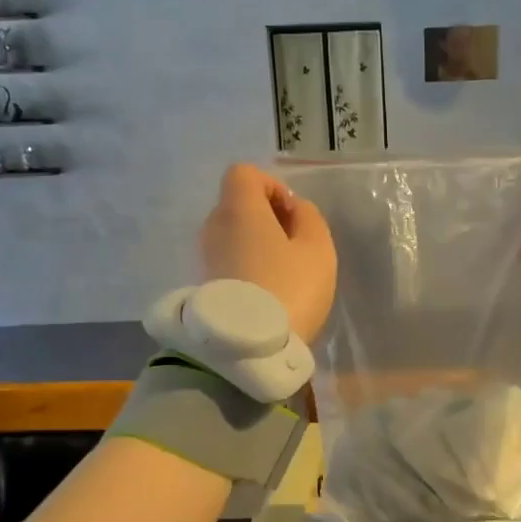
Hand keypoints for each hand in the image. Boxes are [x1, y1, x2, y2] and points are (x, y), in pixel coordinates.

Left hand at [201, 164, 336, 341]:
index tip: (293, 215)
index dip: (272, 186)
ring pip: (232, 234)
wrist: (248, 347)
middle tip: (294, 246)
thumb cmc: (289, 288)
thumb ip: (310, 218)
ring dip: (256, 243)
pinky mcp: (202, 284)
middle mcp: (213, 225)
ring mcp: (204, 257)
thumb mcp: (318, 249)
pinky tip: (267, 290)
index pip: (244, 173)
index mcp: (239, 208)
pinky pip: (227, 260)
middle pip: (237, 204)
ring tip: (283, 272)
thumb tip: (295, 209)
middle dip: (266, 217)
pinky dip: (245, 265)